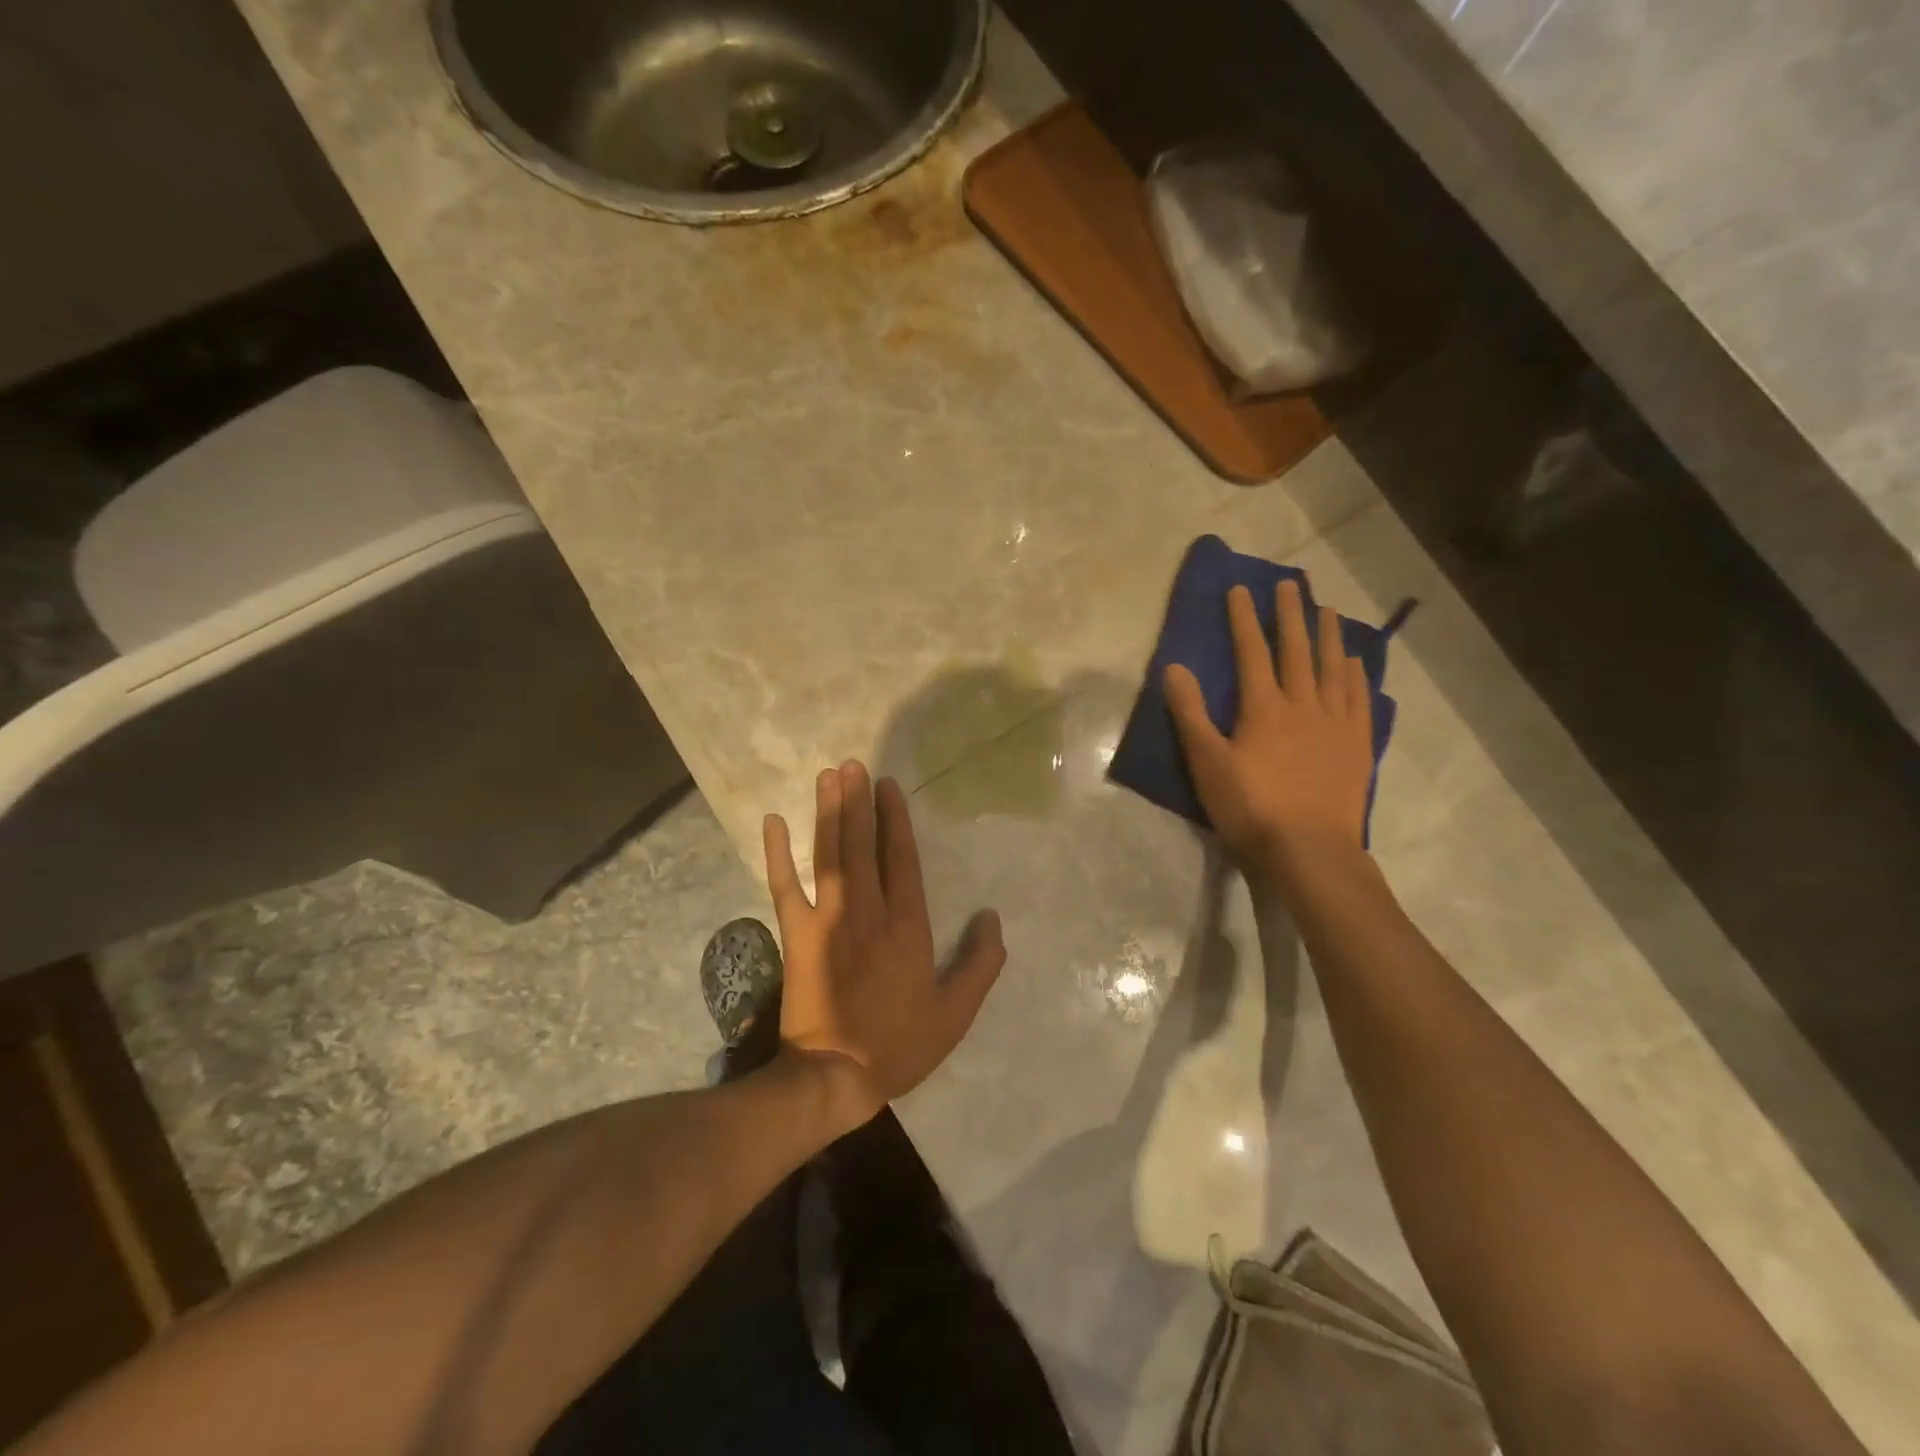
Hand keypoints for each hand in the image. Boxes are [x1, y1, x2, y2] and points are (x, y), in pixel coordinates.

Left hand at [763, 761, 1005, 1130]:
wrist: (834, 1076)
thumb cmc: (898, 1044)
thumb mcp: (954, 1013)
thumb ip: (979, 964)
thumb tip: (992, 918)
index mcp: (907, 926)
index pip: (902, 859)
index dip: (895, 819)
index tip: (888, 786)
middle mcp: (867, 910)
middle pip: (862, 845)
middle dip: (857, 802)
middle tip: (853, 764)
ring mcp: (827, 919)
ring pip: (828, 854)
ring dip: (827, 813)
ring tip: (827, 776)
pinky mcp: (796, 934)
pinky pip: (784, 886)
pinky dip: (777, 854)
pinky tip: (772, 822)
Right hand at [1165, 581, 1374, 885]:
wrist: (1309, 851)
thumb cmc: (1250, 808)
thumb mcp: (1207, 763)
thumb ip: (1190, 714)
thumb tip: (1174, 668)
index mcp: (1264, 708)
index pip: (1252, 653)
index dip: (1244, 620)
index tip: (1240, 590)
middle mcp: (1304, 705)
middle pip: (1297, 651)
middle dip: (1290, 615)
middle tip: (1291, 583)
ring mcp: (1336, 724)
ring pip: (1334, 668)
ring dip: (1328, 636)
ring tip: (1327, 610)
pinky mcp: (1358, 745)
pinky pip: (1360, 699)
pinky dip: (1357, 675)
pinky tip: (1356, 663)